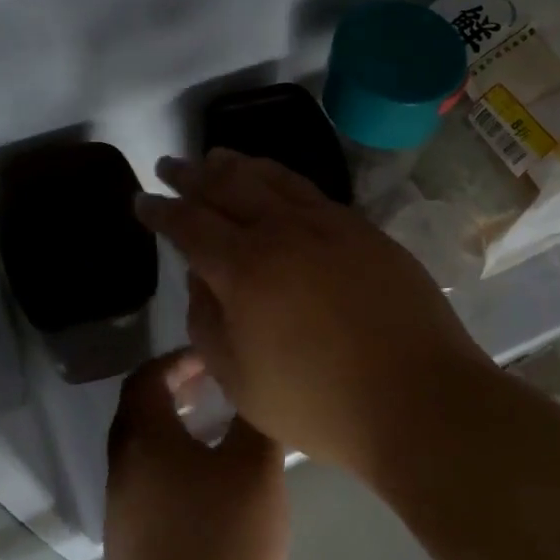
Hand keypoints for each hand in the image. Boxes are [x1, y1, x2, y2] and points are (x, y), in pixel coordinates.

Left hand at [103, 353, 288, 559]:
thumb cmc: (221, 543)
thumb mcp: (254, 470)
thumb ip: (253, 420)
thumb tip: (251, 390)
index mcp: (144, 438)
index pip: (146, 377)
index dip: (178, 361)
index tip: (214, 361)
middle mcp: (123, 467)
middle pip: (141, 412)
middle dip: (177, 393)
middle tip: (218, 390)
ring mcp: (121, 510)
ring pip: (145, 452)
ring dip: (177, 432)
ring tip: (221, 436)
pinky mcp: (130, 546)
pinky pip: (150, 486)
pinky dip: (175, 468)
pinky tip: (213, 490)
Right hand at [135, 150, 495, 477]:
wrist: (418, 398)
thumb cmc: (318, 402)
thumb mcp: (239, 379)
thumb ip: (208, 322)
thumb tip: (201, 277)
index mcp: (244, 267)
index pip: (189, 224)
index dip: (160, 210)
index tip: (141, 199)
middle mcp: (283, 231)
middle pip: (228, 186)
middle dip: (193, 175)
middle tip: (171, 165)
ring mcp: (330, 224)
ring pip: (273, 178)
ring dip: (238, 165)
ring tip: (217, 157)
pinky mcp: (365, 230)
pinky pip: (312, 191)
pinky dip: (282, 179)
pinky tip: (279, 184)